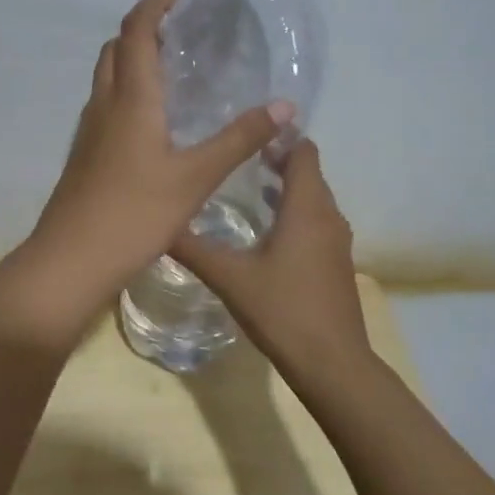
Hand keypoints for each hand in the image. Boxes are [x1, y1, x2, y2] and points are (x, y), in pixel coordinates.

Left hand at [0, 0, 289, 345]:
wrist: (71, 258)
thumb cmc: (135, 213)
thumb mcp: (196, 177)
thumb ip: (239, 139)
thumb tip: (286, 105)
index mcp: (131, 99)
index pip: (135, 33)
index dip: (152, 6)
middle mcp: (104, 105)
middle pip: (114, 49)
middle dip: (140, 29)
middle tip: (177, 31)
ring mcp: (89, 130)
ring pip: (106, 77)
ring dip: (130, 59)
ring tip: (169, 68)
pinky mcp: (84, 153)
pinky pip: (105, 104)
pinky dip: (125, 90)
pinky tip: (151, 119)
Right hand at [171, 139, 371, 384]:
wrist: (332, 364)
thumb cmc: (283, 310)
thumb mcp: (230, 277)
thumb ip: (194, 248)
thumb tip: (158, 223)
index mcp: (306, 208)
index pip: (303, 152)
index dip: (280, 136)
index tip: (248, 130)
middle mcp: (328, 217)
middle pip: (308, 173)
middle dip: (278, 159)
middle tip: (237, 154)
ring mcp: (336, 242)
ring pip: (313, 200)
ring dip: (285, 188)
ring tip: (246, 184)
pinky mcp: (335, 264)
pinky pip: (316, 222)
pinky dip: (294, 213)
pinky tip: (264, 229)